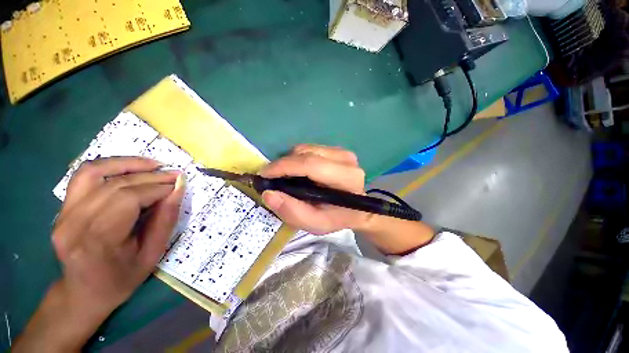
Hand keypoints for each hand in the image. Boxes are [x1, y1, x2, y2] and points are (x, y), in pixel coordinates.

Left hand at [14, 157, 184, 351]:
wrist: (82, 293)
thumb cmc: (121, 279)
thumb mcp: (152, 254)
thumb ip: (165, 220)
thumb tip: (178, 189)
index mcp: (98, 241)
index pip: (129, 200)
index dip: (158, 188)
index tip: (179, 185)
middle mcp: (74, 223)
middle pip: (116, 186)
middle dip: (151, 177)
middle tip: (174, 175)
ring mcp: (63, 213)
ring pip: (96, 172)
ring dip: (129, 164)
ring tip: (155, 164)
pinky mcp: (62, 207)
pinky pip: (84, 176)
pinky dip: (108, 165)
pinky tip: (129, 167)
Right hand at [259, 144, 369, 234]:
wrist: (357, 209)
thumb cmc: (337, 217)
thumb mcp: (315, 224)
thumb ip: (292, 212)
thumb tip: (268, 194)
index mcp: (346, 178)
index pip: (310, 164)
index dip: (283, 167)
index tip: (264, 174)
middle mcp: (346, 160)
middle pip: (306, 153)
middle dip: (283, 164)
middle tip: (272, 178)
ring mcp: (343, 152)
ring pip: (306, 148)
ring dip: (291, 161)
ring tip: (286, 176)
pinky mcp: (338, 150)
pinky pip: (310, 149)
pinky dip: (299, 159)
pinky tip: (299, 172)